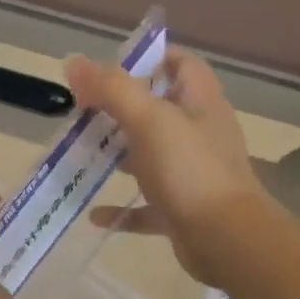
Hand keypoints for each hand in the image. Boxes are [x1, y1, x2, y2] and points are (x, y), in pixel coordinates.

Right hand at [65, 47, 272, 286]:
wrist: (226, 239)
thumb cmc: (190, 170)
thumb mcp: (149, 121)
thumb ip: (112, 89)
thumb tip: (73, 62)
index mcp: (200, 103)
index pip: (182, 65)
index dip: (151, 59)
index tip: (111, 68)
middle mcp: (199, 134)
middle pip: (159, 111)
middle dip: (121, 110)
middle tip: (83, 113)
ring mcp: (192, 174)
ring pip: (150, 157)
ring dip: (118, 156)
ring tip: (80, 155)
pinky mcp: (182, 210)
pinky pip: (146, 206)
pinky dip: (121, 208)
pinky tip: (94, 214)